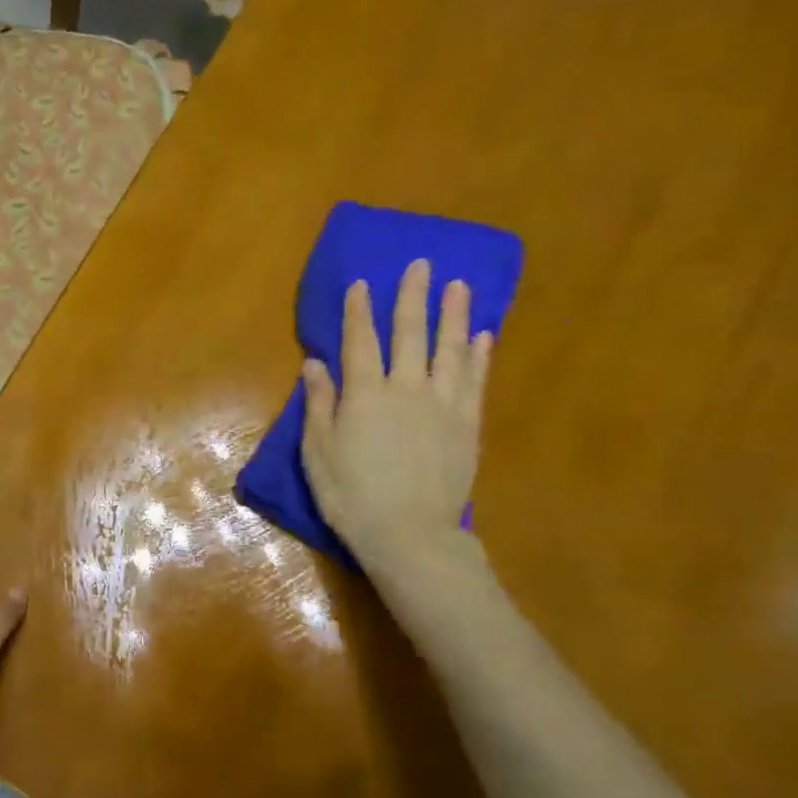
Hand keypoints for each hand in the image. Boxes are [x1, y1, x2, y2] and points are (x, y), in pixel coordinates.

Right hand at [300, 261, 492, 576]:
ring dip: (453, 314)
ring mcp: (442, 404)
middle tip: (422, 264)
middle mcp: (406, 389)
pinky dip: (478, 355)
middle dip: (413, 296)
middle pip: (410, 333)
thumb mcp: (318, 453)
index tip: (362, 282)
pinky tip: (482, 335)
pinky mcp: (467, 424)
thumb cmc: (351, 496)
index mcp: (364, 395)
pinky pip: (475, 380)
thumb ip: (319, 404)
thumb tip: (315, 363)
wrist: (409, 533)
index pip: (360, 341)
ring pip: (450, 349)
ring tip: (459, 285)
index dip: (359, 311)